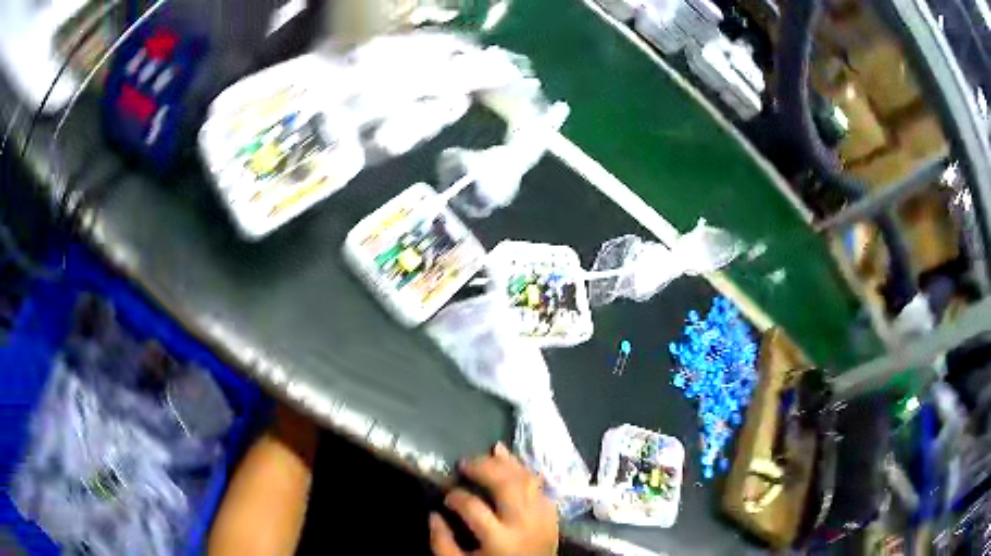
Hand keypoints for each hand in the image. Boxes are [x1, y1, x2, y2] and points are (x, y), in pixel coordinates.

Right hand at [430, 443, 558, 555]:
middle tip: (465, 463)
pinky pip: (541, 487)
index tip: (446, 496)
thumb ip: (442, 542)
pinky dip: (526, 473)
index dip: (456, 497)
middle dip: (484, 468)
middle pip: (506, 485)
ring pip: (527, 480)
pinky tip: (511, 464)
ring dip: (507, 464)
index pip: (473, 507)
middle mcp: (524, 524)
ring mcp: (542, 518)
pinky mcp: (552, 516)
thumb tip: (434, 515)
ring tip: (488, 455)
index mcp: (499, 539)